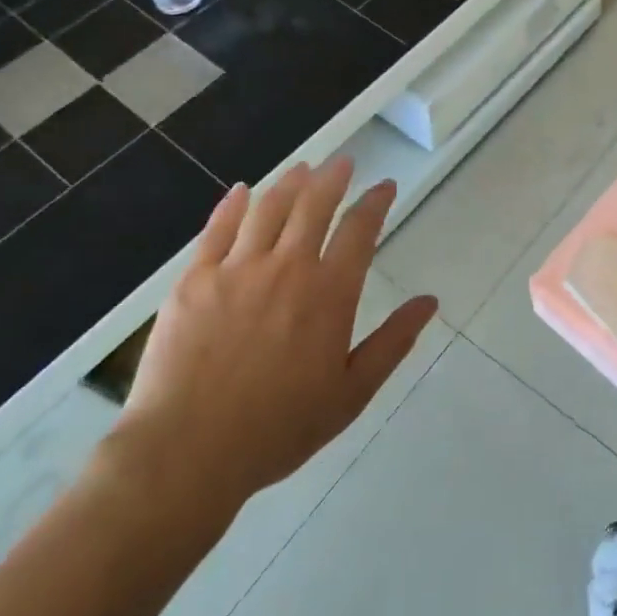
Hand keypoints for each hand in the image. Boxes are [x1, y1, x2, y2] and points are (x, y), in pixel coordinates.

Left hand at [104, 160, 436, 547]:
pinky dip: (233, 204)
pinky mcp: (194, 280)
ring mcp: (236, 269)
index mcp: (329, 294)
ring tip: (303, 169)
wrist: (187, 452)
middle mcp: (287, 268)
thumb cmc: (279, 429)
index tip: (385, 187)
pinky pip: (217, 229)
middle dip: (333, 178)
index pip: (359, 230)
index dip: (375, 203)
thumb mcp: (351, 394)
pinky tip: (242, 190)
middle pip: (314, 205)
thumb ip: (392, 343)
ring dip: (290, 182)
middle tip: (343, 163)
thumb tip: (429, 302)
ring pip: (269, 208)